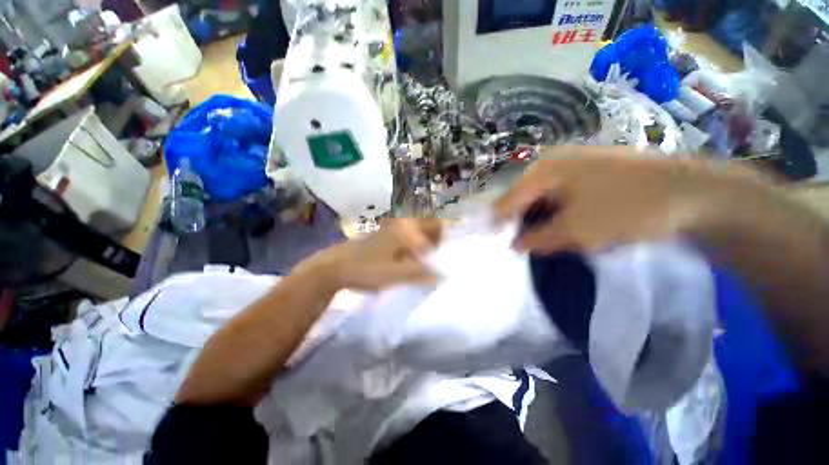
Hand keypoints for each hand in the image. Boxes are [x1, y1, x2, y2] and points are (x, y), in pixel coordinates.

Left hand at [297, 218, 442, 291]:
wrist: (335, 267)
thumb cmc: (367, 268)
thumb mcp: (395, 274)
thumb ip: (420, 273)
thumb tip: (442, 274)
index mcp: (406, 229)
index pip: (435, 225)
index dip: (443, 238)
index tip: (442, 255)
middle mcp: (400, 225)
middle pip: (426, 228)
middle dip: (434, 242)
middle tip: (434, 261)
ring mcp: (391, 230)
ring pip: (416, 234)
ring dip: (423, 246)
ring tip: (423, 264)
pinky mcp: (384, 238)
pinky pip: (406, 239)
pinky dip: (412, 249)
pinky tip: (408, 263)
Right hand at [495, 146, 759, 252]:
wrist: (693, 191)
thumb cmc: (627, 208)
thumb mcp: (575, 231)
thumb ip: (537, 239)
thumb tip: (515, 245)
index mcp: (542, 171)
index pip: (507, 201)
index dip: (499, 224)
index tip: (496, 245)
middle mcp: (551, 161)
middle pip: (522, 197)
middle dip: (519, 222)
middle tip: (521, 245)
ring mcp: (571, 163)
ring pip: (540, 196)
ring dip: (537, 219)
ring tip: (540, 239)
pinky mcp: (587, 170)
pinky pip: (558, 194)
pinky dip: (554, 212)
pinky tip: (561, 225)